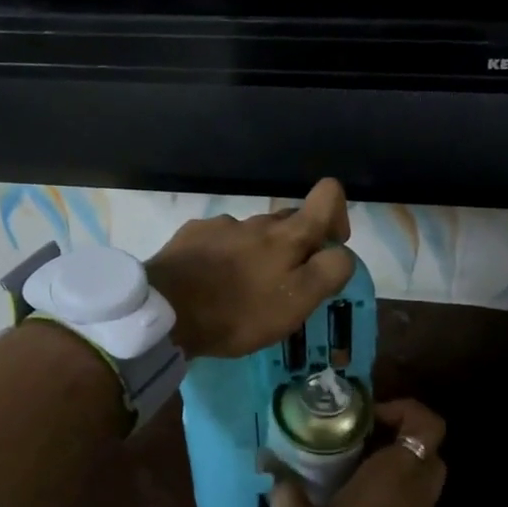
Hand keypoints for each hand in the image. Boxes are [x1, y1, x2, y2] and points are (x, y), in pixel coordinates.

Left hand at [145, 178, 355, 359]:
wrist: (165, 312)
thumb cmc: (237, 312)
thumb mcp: (296, 303)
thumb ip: (328, 272)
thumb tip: (342, 252)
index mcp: (288, 235)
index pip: (328, 194)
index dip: (337, 214)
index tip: (328, 248)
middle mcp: (258, 221)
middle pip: (290, 221)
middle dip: (295, 246)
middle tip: (283, 287)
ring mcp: (222, 225)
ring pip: (253, 233)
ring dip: (257, 255)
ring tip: (242, 292)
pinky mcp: (192, 235)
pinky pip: (220, 240)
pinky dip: (225, 257)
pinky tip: (212, 284)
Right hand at [270, 398, 447, 506]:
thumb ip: (285, 490)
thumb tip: (267, 462)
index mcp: (397, 474)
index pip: (427, 424)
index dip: (405, 409)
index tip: (368, 416)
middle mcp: (417, 488)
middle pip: (425, 444)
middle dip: (396, 433)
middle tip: (357, 435)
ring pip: (420, 470)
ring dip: (394, 459)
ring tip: (349, 462)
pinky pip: (413, 493)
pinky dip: (393, 484)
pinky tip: (353, 493)